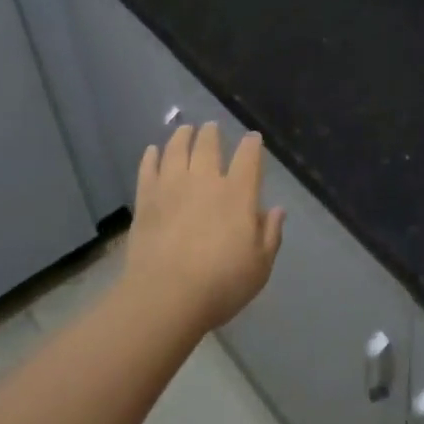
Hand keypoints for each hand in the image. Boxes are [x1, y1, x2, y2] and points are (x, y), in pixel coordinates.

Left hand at [122, 124, 283, 333]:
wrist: (165, 297)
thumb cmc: (221, 284)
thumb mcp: (260, 266)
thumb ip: (270, 234)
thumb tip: (277, 210)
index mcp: (238, 194)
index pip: (248, 157)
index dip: (252, 144)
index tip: (253, 138)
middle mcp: (205, 181)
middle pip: (208, 145)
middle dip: (212, 133)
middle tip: (211, 127)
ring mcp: (172, 187)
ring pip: (177, 149)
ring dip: (182, 136)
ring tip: (184, 130)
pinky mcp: (146, 200)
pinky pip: (148, 169)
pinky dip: (151, 156)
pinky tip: (152, 151)